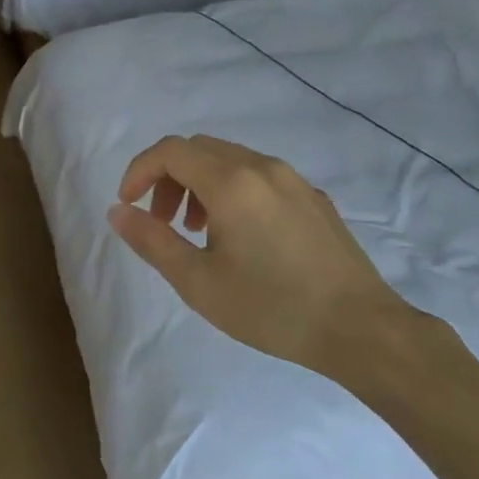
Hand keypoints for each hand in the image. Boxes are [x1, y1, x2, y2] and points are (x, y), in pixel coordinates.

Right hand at [107, 134, 426, 389]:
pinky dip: (232, 191)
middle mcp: (262, 167)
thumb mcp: (198, 282)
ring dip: (199, 185)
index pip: (170, 151)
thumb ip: (152, 241)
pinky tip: (241, 238)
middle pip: (198, 150)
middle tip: (162, 222)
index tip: (128, 205)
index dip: (139, 171)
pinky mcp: (314, 198)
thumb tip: (118, 211)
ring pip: (230, 161)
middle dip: (168, 178)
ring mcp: (293, 180)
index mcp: (231, 182)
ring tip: (198, 233)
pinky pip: (259, 176)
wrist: (361, 329)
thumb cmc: (271, 307)